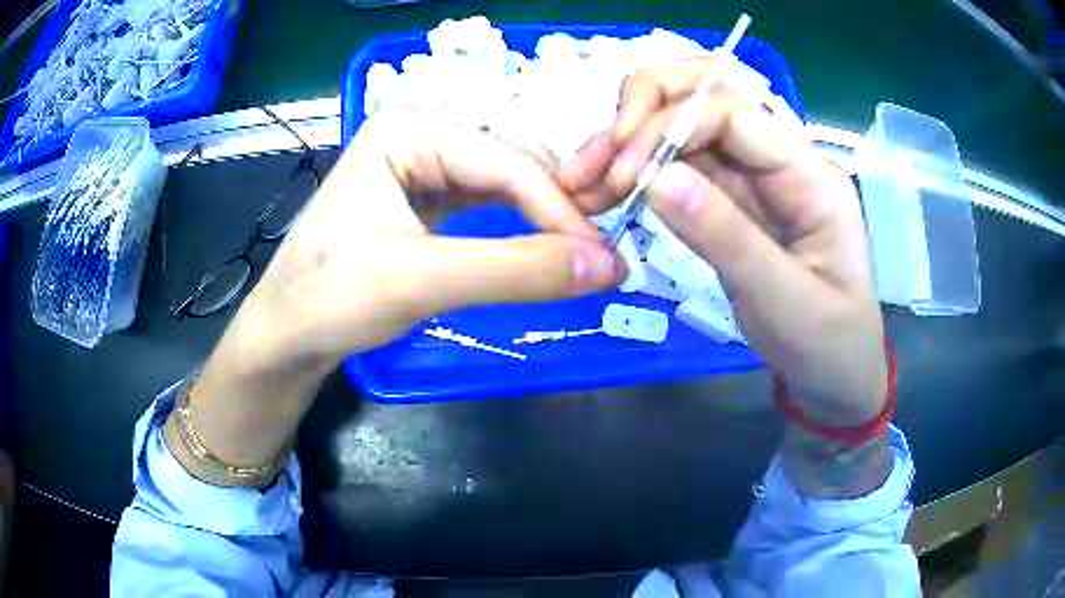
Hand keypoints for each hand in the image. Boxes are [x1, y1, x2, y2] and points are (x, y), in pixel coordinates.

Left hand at [243, 113, 624, 369]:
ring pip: (504, 183)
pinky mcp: (424, 197)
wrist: (285, 334)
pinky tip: (541, 246)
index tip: (605, 258)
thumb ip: (516, 271)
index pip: (507, 162)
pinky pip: (486, 203)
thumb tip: (607, 267)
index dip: (561, 210)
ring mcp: (421, 164)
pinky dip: (519, 226)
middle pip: (511, 164)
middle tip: (600, 259)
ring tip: (580, 255)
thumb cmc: (332, 298)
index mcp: (409, 129)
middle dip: (557, 210)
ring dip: (544, 218)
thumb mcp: (421, 281)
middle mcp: (419, 133)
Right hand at [558, 57, 886, 426]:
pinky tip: (603, 192)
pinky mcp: (731, 200)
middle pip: (708, 95)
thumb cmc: (825, 344)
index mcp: (810, 175)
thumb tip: (655, 179)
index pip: (736, 114)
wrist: (835, 375)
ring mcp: (753, 177)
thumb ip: (726, 237)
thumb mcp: (783, 300)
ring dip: (629, 142)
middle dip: (645, 111)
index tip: (623, 169)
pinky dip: (637, 173)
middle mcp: (780, 160)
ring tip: (582, 180)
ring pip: (684, 128)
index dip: (673, 125)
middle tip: (595, 158)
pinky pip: (679, 168)